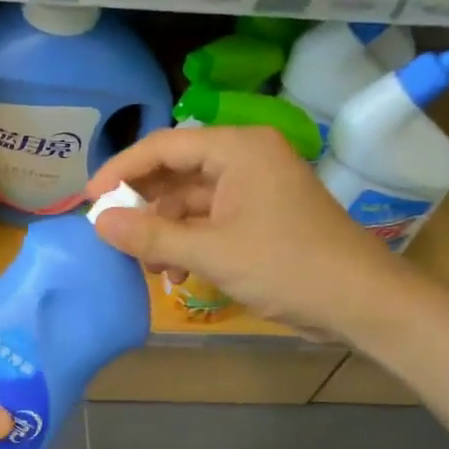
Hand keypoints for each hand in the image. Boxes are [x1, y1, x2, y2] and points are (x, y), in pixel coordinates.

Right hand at [85, 126, 406, 337]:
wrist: (360, 301)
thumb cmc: (287, 266)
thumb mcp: (212, 252)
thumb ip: (151, 236)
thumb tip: (98, 222)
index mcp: (238, 149)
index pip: (164, 146)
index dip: (122, 170)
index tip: (89, 200)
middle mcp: (245, 158)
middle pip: (176, 172)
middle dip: (144, 207)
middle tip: (114, 237)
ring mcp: (254, 188)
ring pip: (190, 201)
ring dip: (165, 232)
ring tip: (150, 266)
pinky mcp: (260, 216)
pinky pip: (210, 220)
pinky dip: (189, 243)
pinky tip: (178, 274)